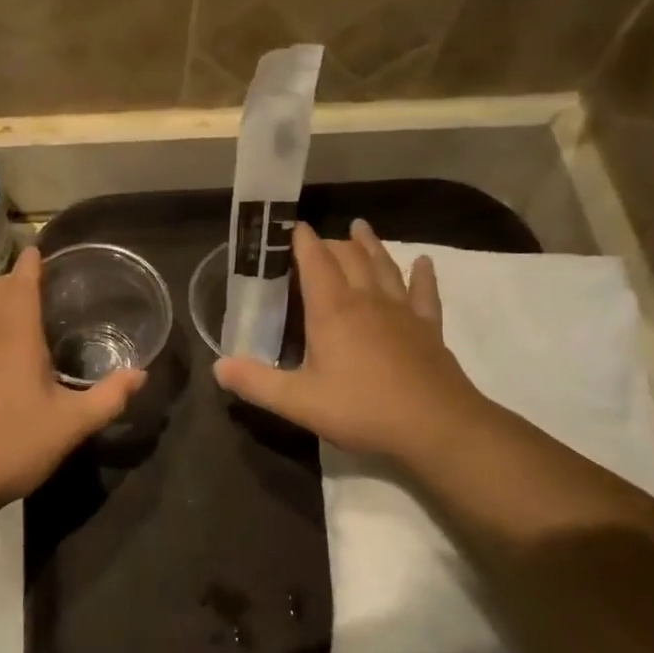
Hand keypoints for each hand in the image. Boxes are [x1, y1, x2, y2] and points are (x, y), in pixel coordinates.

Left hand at [0, 246, 145, 514]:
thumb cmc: (13, 445)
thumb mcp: (71, 426)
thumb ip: (108, 398)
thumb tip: (140, 374)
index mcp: (15, 339)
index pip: (21, 285)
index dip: (30, 264)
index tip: (38, 249)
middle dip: (11, 281)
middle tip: (35, 286)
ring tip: (21, 327)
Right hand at [215, 220, 489, 458]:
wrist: (436, 426)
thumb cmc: (362, 409)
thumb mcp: (298, 401)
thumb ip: (256, 382)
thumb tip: (217, 366)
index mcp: (332, 311)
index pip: (315, 262)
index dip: (303, 241)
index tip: (293, 226)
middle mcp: (367, 300)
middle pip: (349, 258)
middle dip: (331, 243)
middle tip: (319, 238)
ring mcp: (402, 312)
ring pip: (384, 267)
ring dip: (370, 246)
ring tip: (361, 227)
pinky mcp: (428, 328)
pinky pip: (424, 293)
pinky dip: (421, 275)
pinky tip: (423, 262)